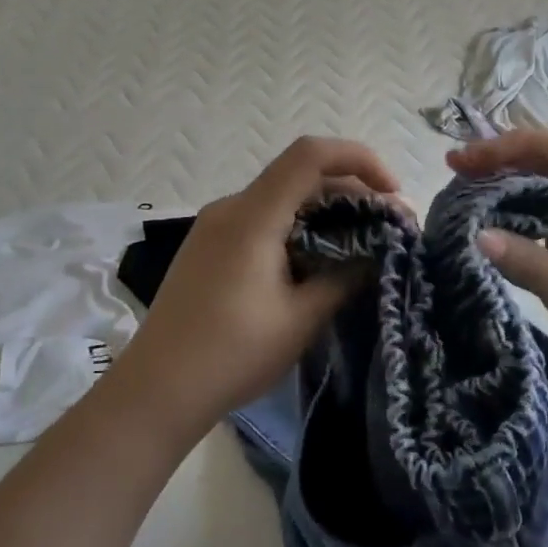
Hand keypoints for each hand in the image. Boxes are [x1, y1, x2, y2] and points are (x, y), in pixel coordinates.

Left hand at [115, 136, 399, 434]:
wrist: (156, 390)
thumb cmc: (232, 354)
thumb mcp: (300, 319)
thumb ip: (344, 278)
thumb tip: (375, 254)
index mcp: (252, 216)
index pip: (310, 156)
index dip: (359, 159)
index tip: (392, 194)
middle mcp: (231, 208)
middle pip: (299, 175)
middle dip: (351, 192)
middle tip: (388, 227)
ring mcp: (215, 226)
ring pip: (281, 198)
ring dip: (325, 211)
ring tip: (360, 244)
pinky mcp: (209, 246)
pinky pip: (262, 218)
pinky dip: (298, 226)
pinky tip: (316, 259)